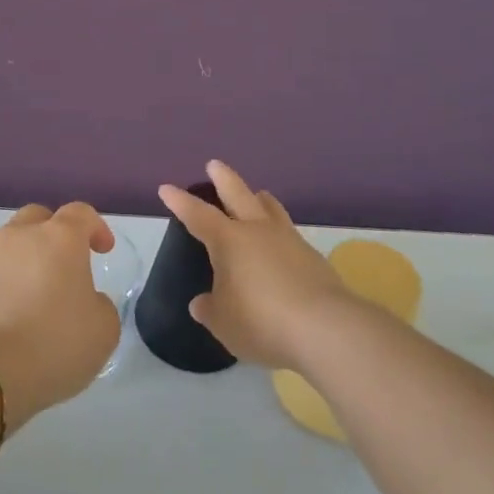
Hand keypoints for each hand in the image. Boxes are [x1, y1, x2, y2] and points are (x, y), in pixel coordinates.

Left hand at [0, 202, 120, 428]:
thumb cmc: (53, 344)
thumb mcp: (103, 331)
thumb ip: (100, 305)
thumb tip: (85, 300)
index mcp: (59, 238)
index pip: (81, 213)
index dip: (96, 227)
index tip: (103, 250)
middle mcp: (20, 236)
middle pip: (39, 218)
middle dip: (55, 234)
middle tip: (66, 264)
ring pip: (12, 244)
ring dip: (27, 259)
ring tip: (37, 294)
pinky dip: (6, 283)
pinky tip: (12, 315)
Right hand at [158, 160, 351, 371]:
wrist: (326, 329)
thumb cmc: (261, 321)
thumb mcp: (223, 322)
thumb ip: (210, 309)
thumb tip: (202, 302)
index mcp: (229, 241)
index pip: (198, 215)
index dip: (180, 202)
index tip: (167, 188)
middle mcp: (258, 231)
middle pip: (238, 195)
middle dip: (223, 178)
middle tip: (214, 164)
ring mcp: (289, 241)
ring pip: (270, 209)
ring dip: (259, 199)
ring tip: (257, 195)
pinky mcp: (313, 258)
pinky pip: (289, 233)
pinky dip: (278, 231)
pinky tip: (279, 245)